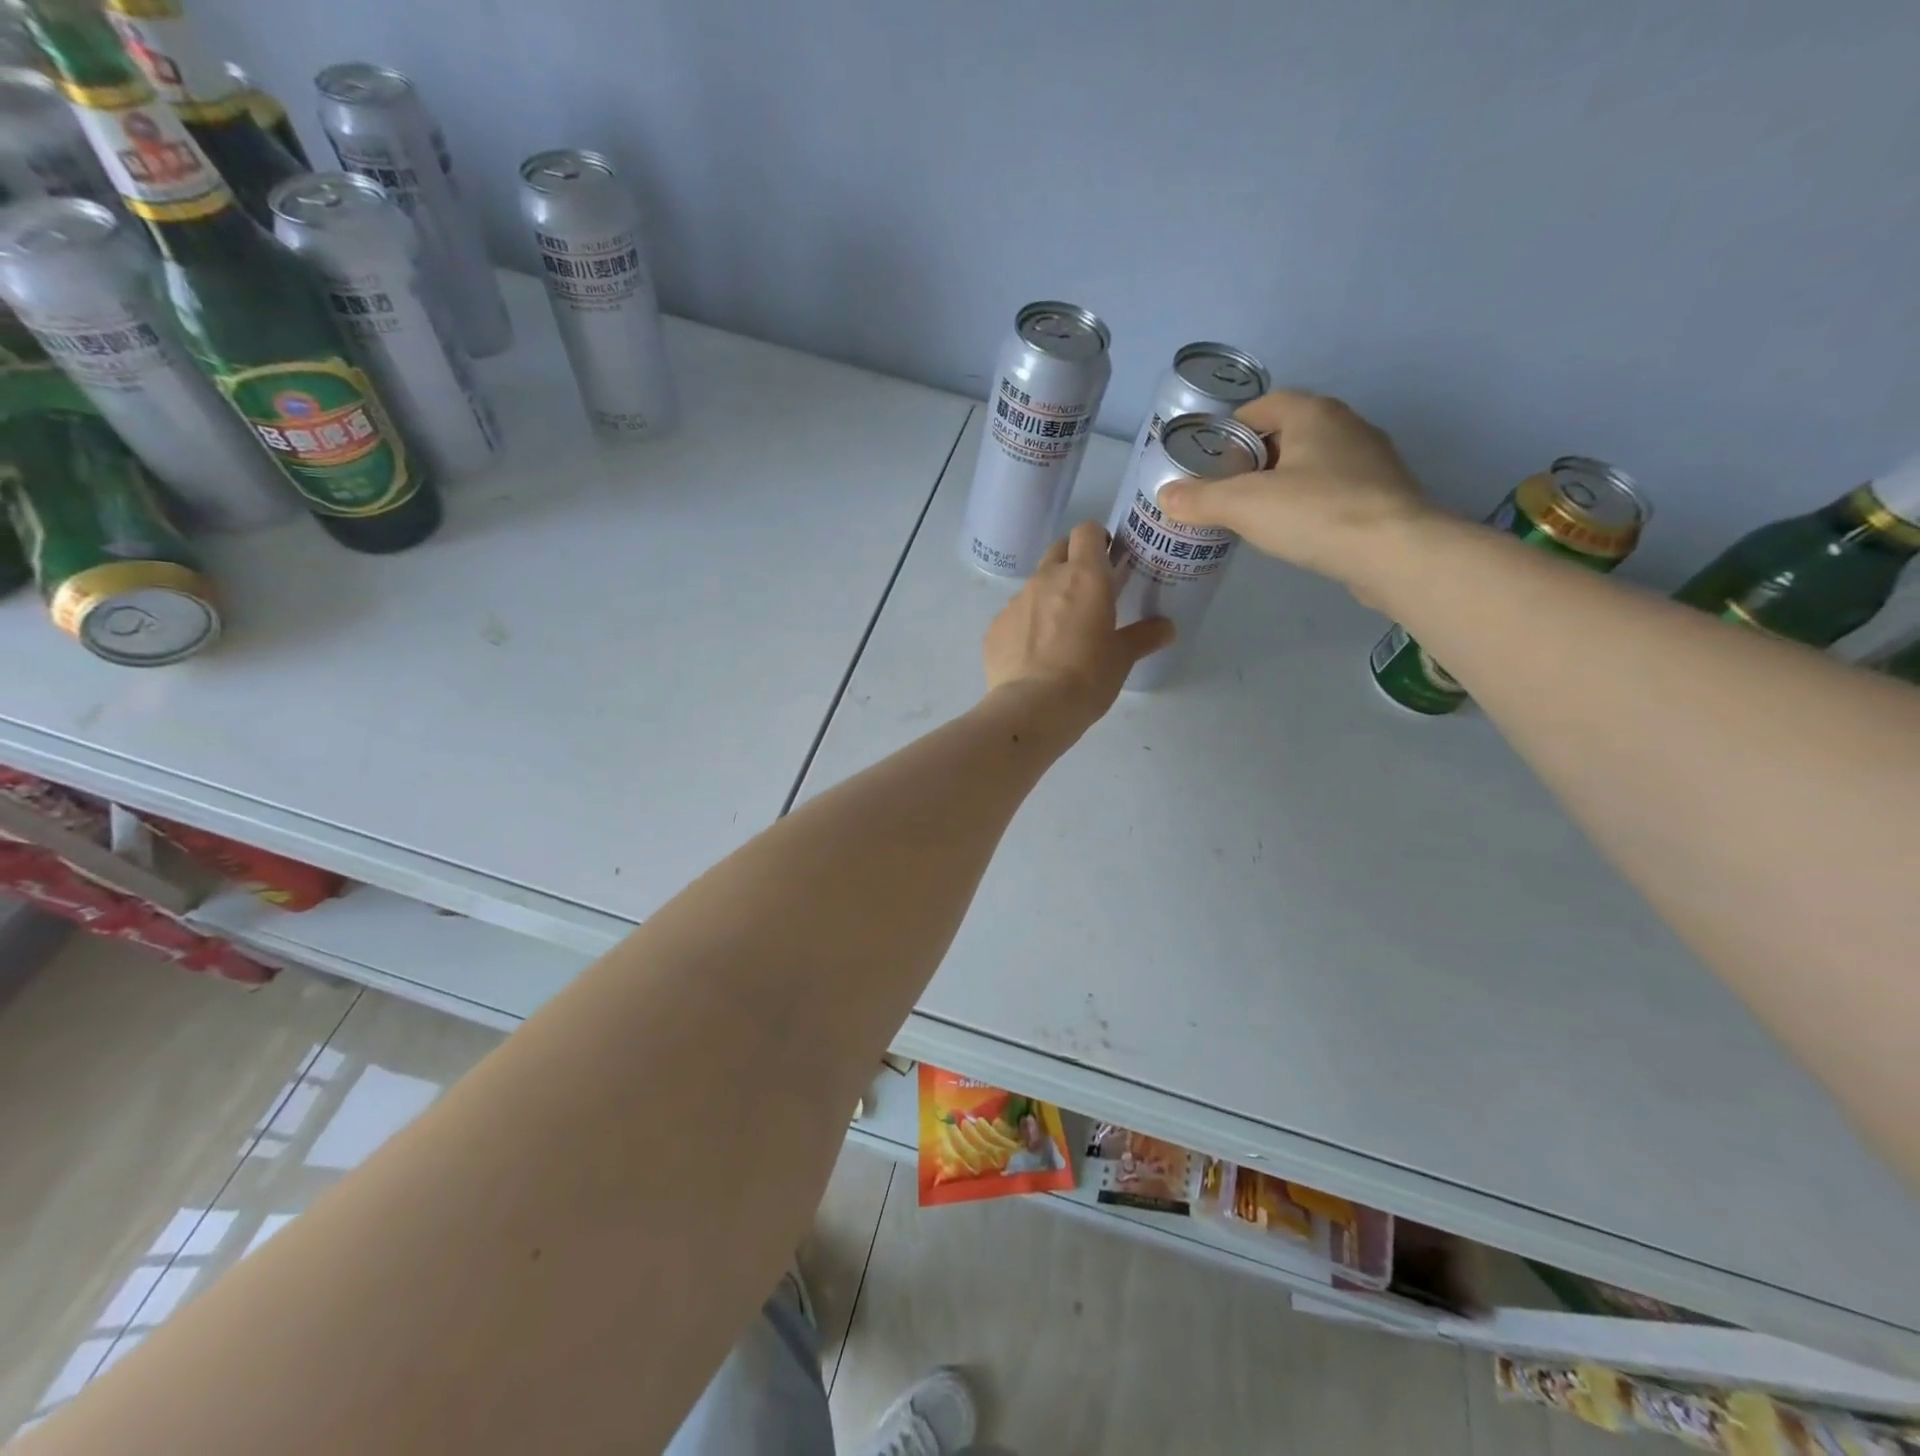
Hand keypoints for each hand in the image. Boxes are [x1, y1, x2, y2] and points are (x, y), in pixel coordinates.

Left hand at [982, 520, 1174, 732]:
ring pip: (1035, 585)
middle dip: (1072, 561)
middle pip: (1058, 549)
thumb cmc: (1087, 676)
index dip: (1097, 540)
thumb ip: (1144, 636)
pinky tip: (1034, 655)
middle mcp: (1046, 579)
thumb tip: (1167, 628)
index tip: (1107, 560)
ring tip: (1059, 632)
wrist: (1032, 707)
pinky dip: (1026, 626)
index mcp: (1084, 577)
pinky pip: (1014, 616)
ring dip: (1048, 597)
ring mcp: (1015, 602)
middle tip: (1087, 592)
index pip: (1087, 531)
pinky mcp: (994, 627)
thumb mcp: (1122, 658)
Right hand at [1156, 390, 1434, 594]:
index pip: (1265, 404)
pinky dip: (1311, 501)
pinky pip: (1336, 488)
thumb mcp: (1243, 506)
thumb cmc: (1315, 513)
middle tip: (1226, 487)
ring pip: (1314, 461)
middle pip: (1289, 432)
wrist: (1394, 553)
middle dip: (1256, 456)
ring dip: (1285, 480)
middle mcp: (1347, 425)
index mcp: (1314, 414)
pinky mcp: (1384, 495)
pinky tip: (1297, 529)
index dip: (1233, 427)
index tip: (1210, 457)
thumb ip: (1200, 499)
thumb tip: (1165, 496)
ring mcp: (1372, 460)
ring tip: (1256, 511)